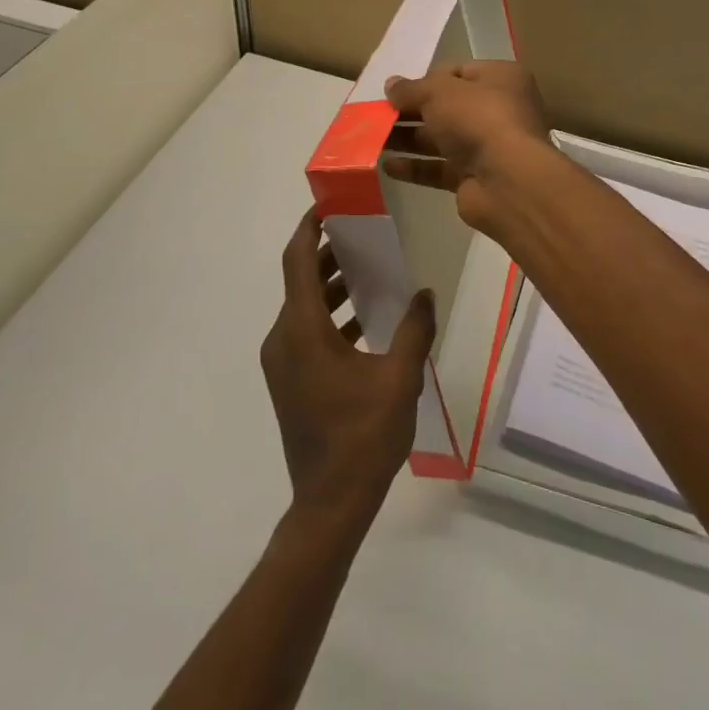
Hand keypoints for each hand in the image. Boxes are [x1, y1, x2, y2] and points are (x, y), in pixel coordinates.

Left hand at [261, 212, 435, 537]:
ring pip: (303, 307)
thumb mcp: (399, 379)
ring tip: (369, 273)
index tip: (329, 206)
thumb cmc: (363, 436)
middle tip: (362, 235)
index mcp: (302, 331)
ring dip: (331, 287)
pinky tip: (364, 321)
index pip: (297, 261)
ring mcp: (283, 363)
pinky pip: (305, 332)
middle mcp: (284, 339)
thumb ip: (414, 330)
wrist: (329, 503)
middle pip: (299, 281)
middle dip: (327, 254)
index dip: (309, 229)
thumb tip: (425, 293)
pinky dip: (329, 316)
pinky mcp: (290, 381)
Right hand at [383, 61, 554, 231]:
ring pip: (441, 139)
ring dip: (408, 139)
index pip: (458, 72)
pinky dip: (415, 167)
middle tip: (377, 115)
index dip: (426, 79)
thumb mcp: (439, 92)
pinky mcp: (475, 178)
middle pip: (446, 107)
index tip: (397, 90)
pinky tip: (387, 166)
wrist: (507, 180)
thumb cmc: (478, 119)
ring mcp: (487, 146)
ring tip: (372, 139)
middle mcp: (498, 110)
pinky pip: (440, 169)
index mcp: (500, 79)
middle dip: (411, 111)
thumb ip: (412, 89)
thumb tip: (391, 84)